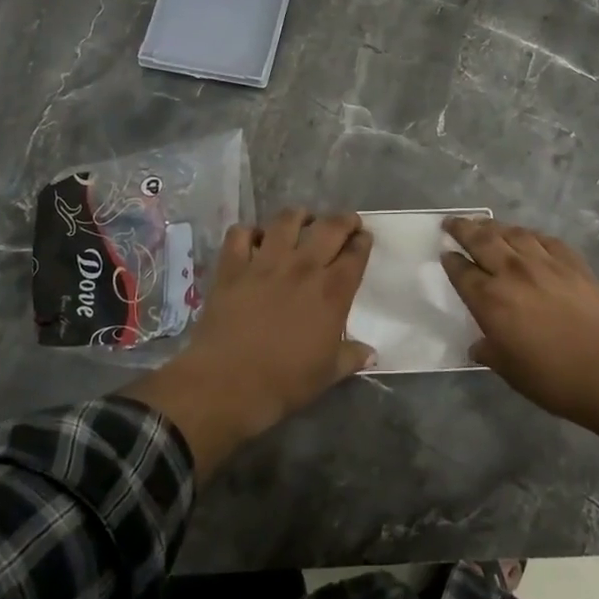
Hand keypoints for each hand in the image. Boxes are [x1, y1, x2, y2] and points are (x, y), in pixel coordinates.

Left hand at [124, 210, 372, 475]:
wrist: (227, 383)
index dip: (363, 242)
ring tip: (302, 219)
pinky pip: (240, 234)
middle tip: (346, 222)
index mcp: (332, 292)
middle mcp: (303, 267)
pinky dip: (248, 231)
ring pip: (286, 220)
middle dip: (343, 220)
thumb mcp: (327, 374)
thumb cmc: (284, 382)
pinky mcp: (232, 266)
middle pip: (329, 227)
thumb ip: (351, 357)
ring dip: (299, 215)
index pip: (355, 254)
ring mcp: (265, 262)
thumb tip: (371, 353)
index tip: (364, 239)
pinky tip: (253, 239)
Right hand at [440, 218, 598, 432]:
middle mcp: (513, 273)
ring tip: (485, 223)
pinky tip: (528, 236)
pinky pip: (546, 239)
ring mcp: (546, 264)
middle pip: (482, 240)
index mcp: (490, 300)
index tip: (444, 253)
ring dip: (494, 226)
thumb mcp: (510, 371)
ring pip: (513, 233)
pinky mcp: (574, 264)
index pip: (462, 272)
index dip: (450, 261)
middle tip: (452, 222)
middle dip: (462, 228)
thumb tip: (479, 344)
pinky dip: (531, 234)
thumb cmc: (554, 379)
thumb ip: (490, 352)